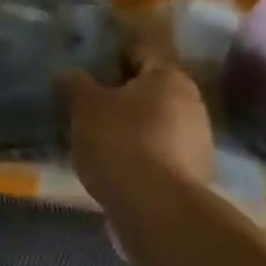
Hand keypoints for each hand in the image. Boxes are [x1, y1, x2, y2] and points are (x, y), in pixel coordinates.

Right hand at [58, 55, 215, 203]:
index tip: (88, 73)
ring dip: (133, 130)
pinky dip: (142, 159)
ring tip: (100, 143)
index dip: (111, 59)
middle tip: (90, 108)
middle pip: (149, 91)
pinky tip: (117, 170)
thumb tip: (66, 74)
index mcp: (169, 76)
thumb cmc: (121, 142)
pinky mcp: (196, 179)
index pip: (138, 54)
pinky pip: (161, 157)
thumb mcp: (85, 106)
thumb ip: (74, 84)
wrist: (156, 211)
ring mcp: (199, 143)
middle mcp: (192, 104)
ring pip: (157, 125)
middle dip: (122, 98)